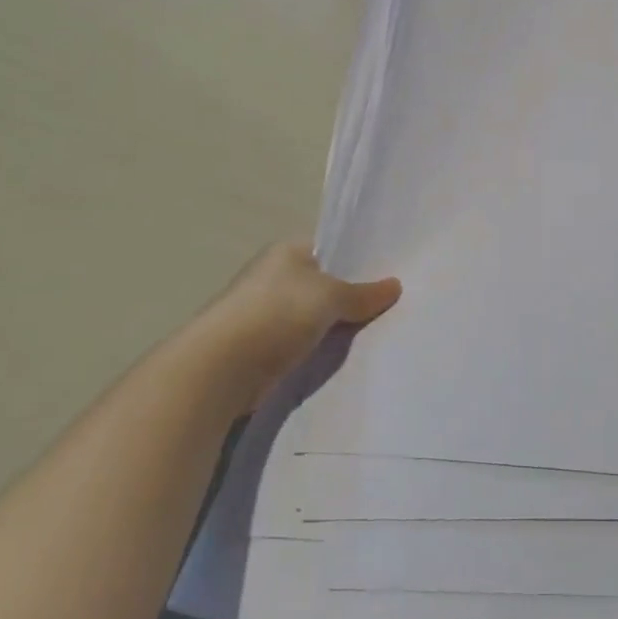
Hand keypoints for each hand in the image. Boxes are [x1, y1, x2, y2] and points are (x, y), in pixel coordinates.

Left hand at [179, 242, 400, 413]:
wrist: (222, 368)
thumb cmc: (277, 313)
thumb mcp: (330, 296)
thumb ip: (363, 293)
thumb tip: (395, 286)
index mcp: (287, 252)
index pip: (331, 250)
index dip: (359, 262)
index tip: (390, 276)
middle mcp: (274, 277)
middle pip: (324, 285)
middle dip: (352, 297)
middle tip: (392, 308)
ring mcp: (265, 314)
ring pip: (314, 317)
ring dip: (336, 327)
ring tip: (377, 334)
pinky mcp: (261, 348)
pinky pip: (303, 344)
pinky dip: (320, 350)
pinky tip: (345, 358)